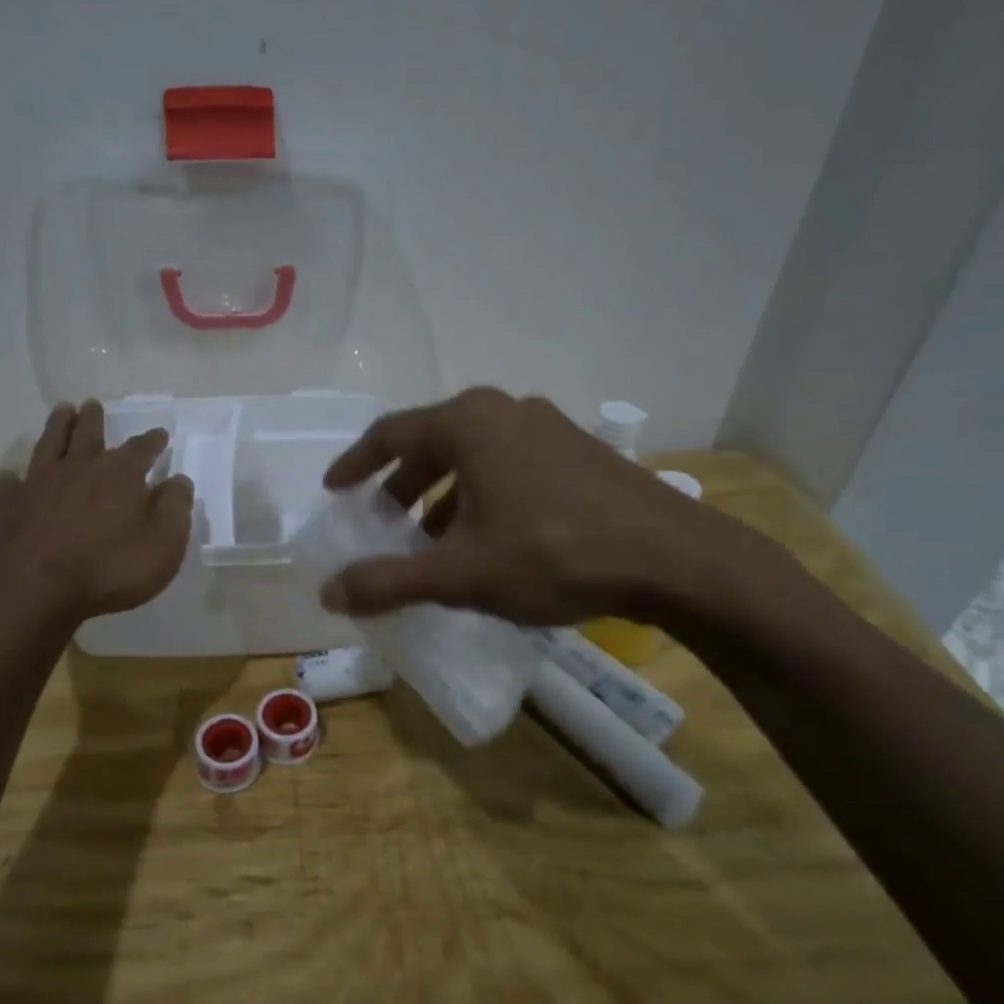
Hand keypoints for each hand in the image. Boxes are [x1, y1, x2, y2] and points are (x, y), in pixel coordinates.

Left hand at [0, 401, 194, 624]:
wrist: (34, 590)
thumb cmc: (110, 567)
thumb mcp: (164, 542)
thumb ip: (175, 507)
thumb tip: (178, 480)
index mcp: (119, 474)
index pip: (141, 449)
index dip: (152, 441)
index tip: (159, 433)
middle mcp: (77, 469)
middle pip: (87, 435)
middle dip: (92, 419)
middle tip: (91, 403)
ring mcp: (36, 486)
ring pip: (48, 447)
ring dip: (56, 428)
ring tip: (61, 411)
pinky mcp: (6, 509)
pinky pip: (10, 487)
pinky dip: (14, 480)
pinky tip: (12, 477)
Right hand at [319, 387, 754, 625]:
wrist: (675, 558)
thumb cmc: (553, 554)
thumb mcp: (461, 574)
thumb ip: (389, 581)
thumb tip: (328, 593)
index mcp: (467, 423)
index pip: (389, 434)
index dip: (355, 465)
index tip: (334, 490)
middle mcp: (503, 411)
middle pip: (432, 443)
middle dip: (401, 486)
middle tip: (384, 524)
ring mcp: (546, 426)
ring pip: (473, 456)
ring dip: (443, 494)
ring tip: (434, 541)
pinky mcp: (577, 451)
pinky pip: (508, 464)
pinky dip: (481, 495)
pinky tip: (489, 538)